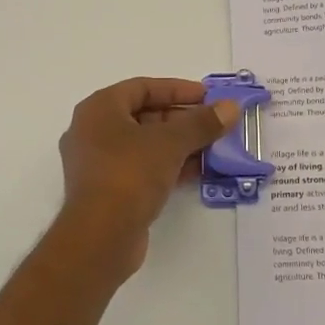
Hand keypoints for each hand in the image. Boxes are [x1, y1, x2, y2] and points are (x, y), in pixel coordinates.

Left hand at [57, 77, 240, 277]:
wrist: (100, 237)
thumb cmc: (130, 174)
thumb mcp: (171, 143)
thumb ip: (201, 123)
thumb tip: (231, 107)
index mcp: (99, 109)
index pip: (143, 87)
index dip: (177, 89)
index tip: (208, 97)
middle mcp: (93, 131)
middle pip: (144, 115)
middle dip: (182, 119)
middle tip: (214, 124)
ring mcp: (98, 163)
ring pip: (145, 144)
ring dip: (179, 144)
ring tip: (213, 148)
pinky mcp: (107, 191)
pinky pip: (142, 168)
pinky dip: (168, 166)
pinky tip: (198, 172)